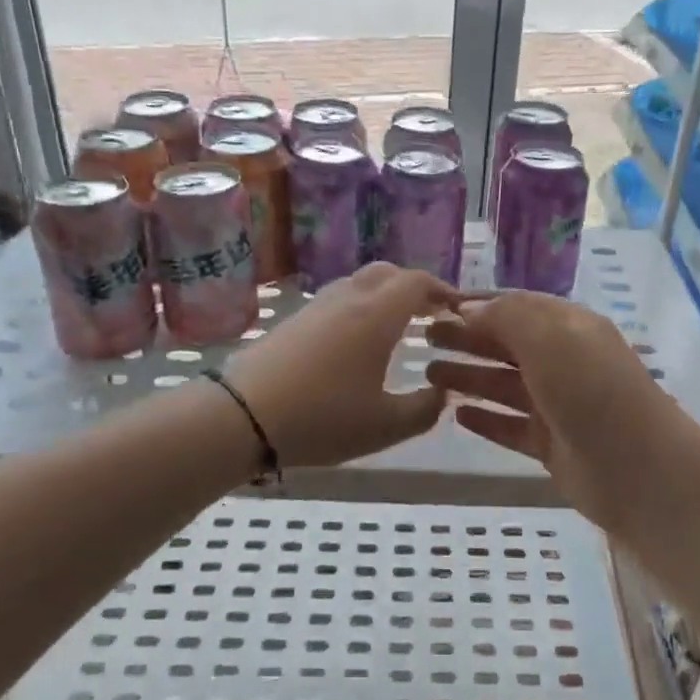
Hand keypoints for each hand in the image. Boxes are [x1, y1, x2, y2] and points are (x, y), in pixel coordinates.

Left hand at [227, 263, 457, 468]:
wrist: (242, 415)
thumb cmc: (323, 418)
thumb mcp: (385, 426)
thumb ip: (425, 409)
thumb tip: (443, 392)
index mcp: (377, 315)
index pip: (417, 282)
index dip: (442, 290)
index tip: (457, 309)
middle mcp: (349, 298)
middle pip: (388, 273)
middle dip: (414, 287)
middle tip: (430, 313)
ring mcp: (317, 306)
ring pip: (359, 283)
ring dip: (384, 295)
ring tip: (397, 326)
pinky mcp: (294, 319)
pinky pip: (338, 299)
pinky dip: (359, 307)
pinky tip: (357, 341)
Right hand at [425, 291, 695, 533]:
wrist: (640, 472)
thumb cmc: (593, 393)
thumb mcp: (551, 339)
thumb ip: (508, 317)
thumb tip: (470, 308)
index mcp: (569, 327)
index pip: (516, 306)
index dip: (477, 304)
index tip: (435, 307)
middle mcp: (564, 361)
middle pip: (506, 344)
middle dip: (466, 338)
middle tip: (423, 340)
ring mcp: (558, 405)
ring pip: (504, 385)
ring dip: (469, 377)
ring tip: (429, 374)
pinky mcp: (552, 444)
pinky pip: (511, 426)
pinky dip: (486, 419)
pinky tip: (457, 415)